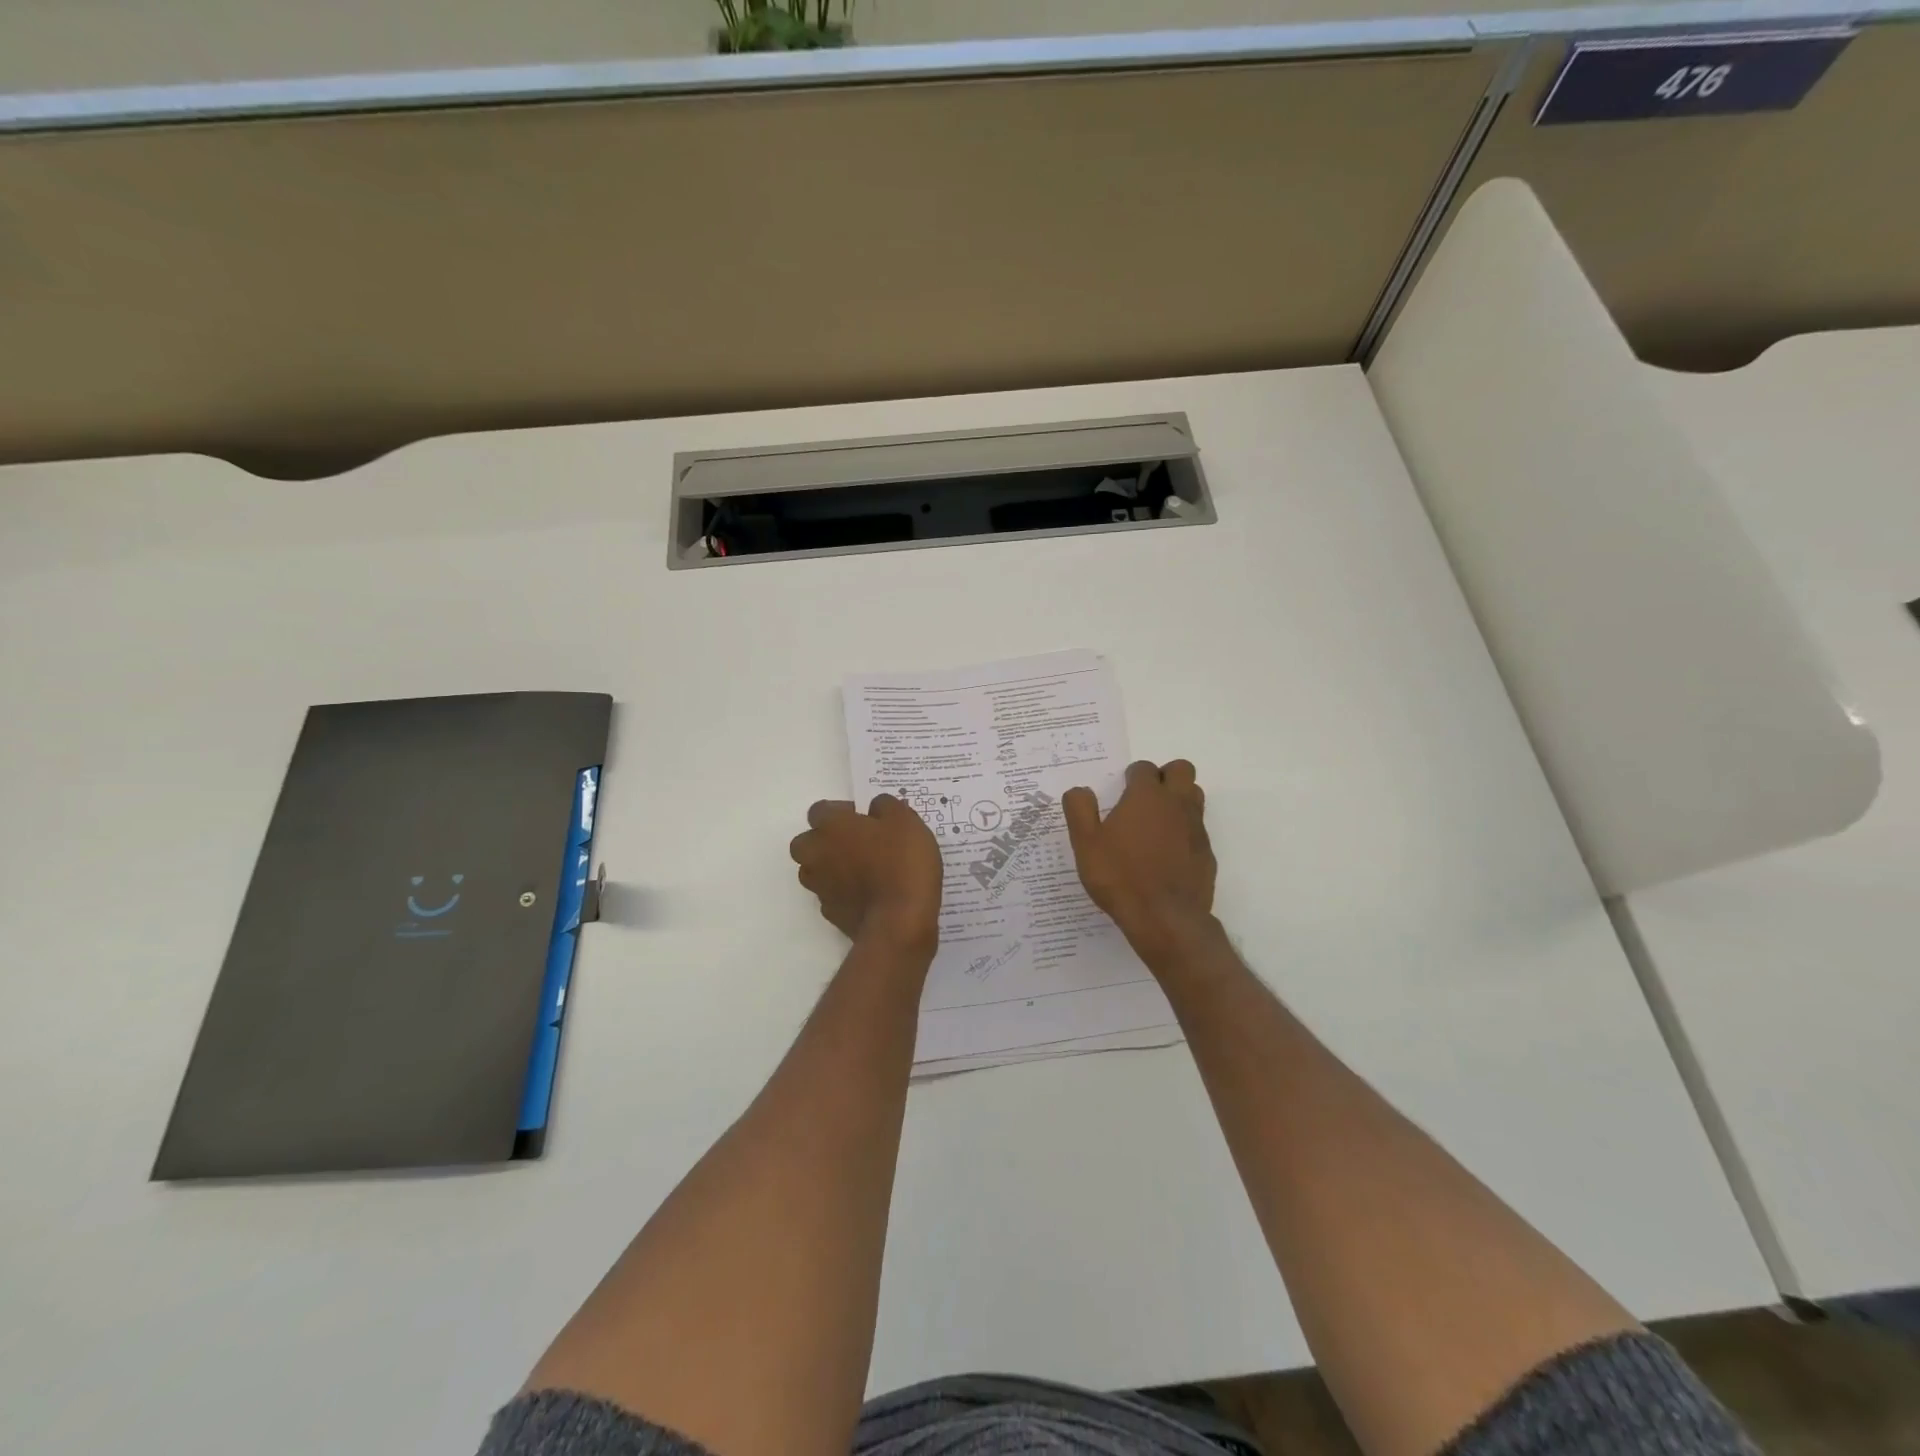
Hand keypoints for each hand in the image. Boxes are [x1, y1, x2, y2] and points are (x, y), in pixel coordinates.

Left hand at [789, 795, 942, 951]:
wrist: (899, 921)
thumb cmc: (902, 861)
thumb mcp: (905, 821)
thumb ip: (886, 806)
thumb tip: (874, 806)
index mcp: (830, 826)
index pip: (820, 810)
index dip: (842, 811)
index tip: (866, 818)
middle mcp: (816, 854)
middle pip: (807, 842)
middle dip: (826, 840)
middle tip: (858, 843)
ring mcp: (820, 886)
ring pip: (815, 870)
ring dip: (832, 867)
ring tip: (863, 870)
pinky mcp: (830, 913)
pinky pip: (831, 895)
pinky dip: (843, 892)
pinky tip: (868, 894)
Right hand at [1063, 759, 1216, 967]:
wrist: (1164, 918)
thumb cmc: (1119, 876)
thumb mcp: (1085, 843)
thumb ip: (1079, 810)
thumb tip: (1079, 790)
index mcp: (1146, 796)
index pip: (1144, 768)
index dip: (1132, 776)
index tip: (1121, 791)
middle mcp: (1176, 804)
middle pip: (1181, 770)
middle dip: (1164, 776)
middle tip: (1144, 798)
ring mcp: (1196, 828)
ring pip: (1195, 796)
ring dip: (1178, 800)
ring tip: (1155, 823)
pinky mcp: (1207, 853)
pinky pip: (1198, 830)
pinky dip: (1185, 832)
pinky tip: (1167, 855)